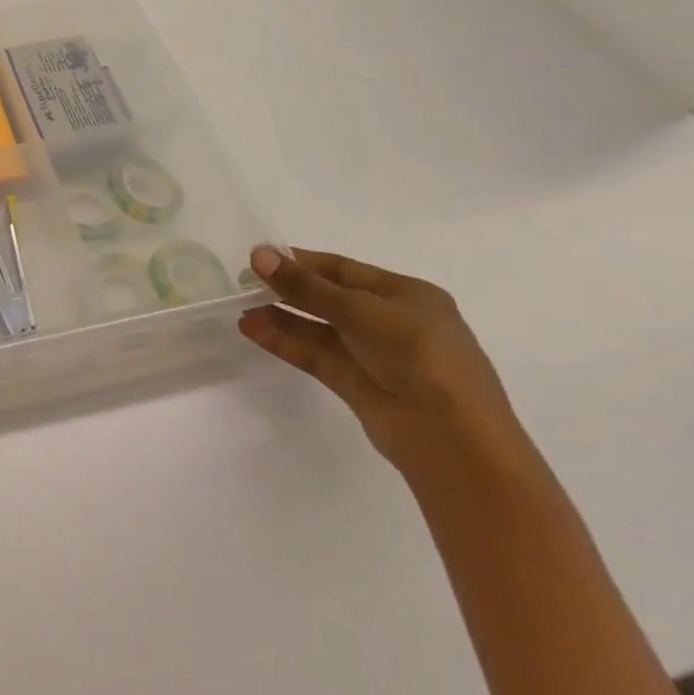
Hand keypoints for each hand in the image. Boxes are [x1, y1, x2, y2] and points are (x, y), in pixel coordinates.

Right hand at [238, 246, 525, 477]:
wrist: (453, 440)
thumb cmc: (419, 356)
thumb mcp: (360, 311)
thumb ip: (306, 286)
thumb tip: (258, 255)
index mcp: (407, 295)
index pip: (344, 269)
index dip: (301, 261)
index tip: (259, 255)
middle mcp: (391, 321)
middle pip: (329, 297)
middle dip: (287, 288)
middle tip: (242, 280)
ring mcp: (374, 355)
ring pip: (318, 328)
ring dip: (280, 316)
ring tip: (240, 307)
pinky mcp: (357, 384)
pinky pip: (315, 355)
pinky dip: (285, 342)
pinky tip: (252, 330)